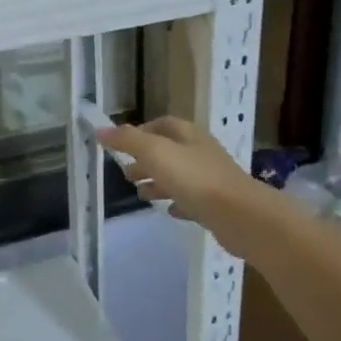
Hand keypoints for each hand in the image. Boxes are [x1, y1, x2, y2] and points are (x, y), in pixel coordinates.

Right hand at [96, 117, 270, 259]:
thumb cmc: (195, 179)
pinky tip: (169, 211)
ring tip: (141, 195)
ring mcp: (211, 179)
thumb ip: (127, 141)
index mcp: (188, 135)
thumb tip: (100, 130)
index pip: (162, 124)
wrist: (240, 216)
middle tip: (126, 174)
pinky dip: (177, 202)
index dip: (142, 132)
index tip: (123, 146)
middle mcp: (200, 152)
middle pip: (169, 151)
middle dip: (146, 160)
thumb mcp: (155, 153)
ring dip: (158, 183)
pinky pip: (192, 200)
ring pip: (179, 176)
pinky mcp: (216, 205)